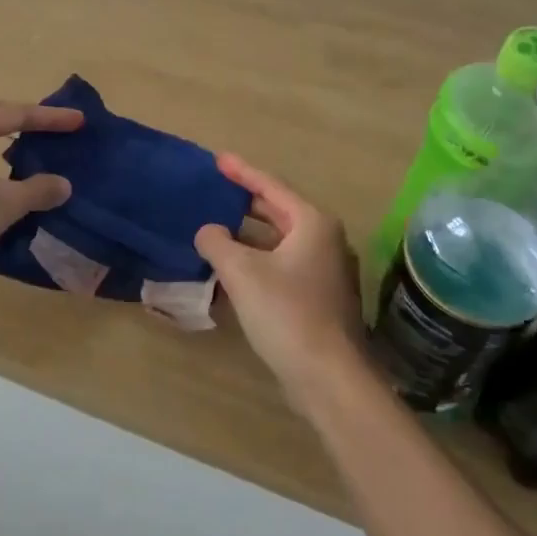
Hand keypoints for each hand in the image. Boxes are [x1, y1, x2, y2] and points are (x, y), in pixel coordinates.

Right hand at [194, 154, 368, 404]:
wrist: (328, 376)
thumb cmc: (287, 313)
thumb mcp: (242, 273)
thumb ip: (218, 243)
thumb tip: (208, 231)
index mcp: (312, 223)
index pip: (271, 186)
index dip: (242, 171)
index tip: (218, 159)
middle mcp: (324, 240)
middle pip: (278, 211)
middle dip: (245, 201)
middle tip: (215, 190)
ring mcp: (325, 270)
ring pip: (279, 241)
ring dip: (248, 235)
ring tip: (216, 228)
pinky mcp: (319, 297)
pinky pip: (282, 265)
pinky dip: (257, 260)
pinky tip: (232, 269)